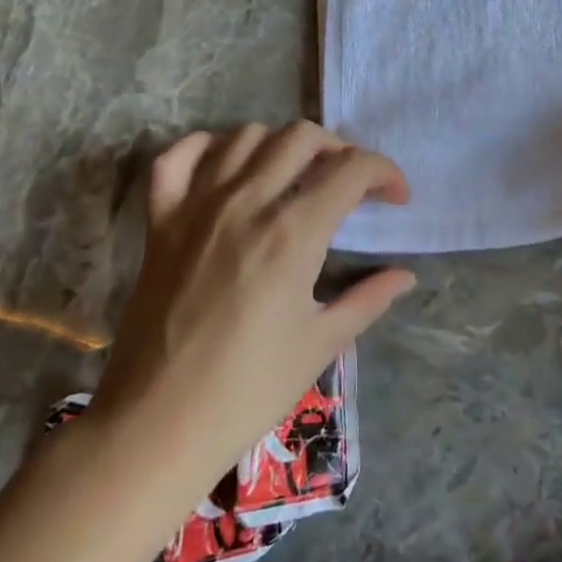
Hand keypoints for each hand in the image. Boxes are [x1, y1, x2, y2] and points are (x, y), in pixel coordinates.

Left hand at [86, 123, 414, 488]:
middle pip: (302, 137)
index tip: (395, 198)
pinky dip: (204, 147)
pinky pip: (176, 158)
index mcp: (293, 233)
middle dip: (340, 149)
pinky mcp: (160, 222)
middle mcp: (247, 203)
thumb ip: (368, 299)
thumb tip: (405, 276)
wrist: (157, 425)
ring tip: (295, 174)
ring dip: (281, 145)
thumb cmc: (248, 389)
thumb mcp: (321, 344)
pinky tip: (226, 164)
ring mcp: (197, 207)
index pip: (352, 169)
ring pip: (246, 136)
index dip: (385, 173)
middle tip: (350, 183)